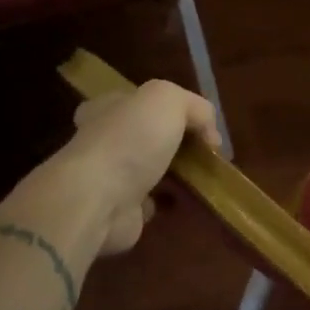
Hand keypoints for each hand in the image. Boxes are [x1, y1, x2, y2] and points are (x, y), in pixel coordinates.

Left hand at [7, 80, 220, 255]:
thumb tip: (209, 135)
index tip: (196, 123)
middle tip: (204, 151)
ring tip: (204, 175)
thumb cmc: (130, 140)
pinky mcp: (120, 210)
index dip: (167, 108)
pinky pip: (151, 201)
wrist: (100, 200)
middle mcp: (104, 140)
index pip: (136, 101)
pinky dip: (168, 201)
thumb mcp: (169, 99)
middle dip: (175, 142)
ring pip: (150, 169)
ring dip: (175, 173)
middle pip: (146, 136)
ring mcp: (110, 178)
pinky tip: (187, 198)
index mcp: (107, 108)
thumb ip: (195, 107)